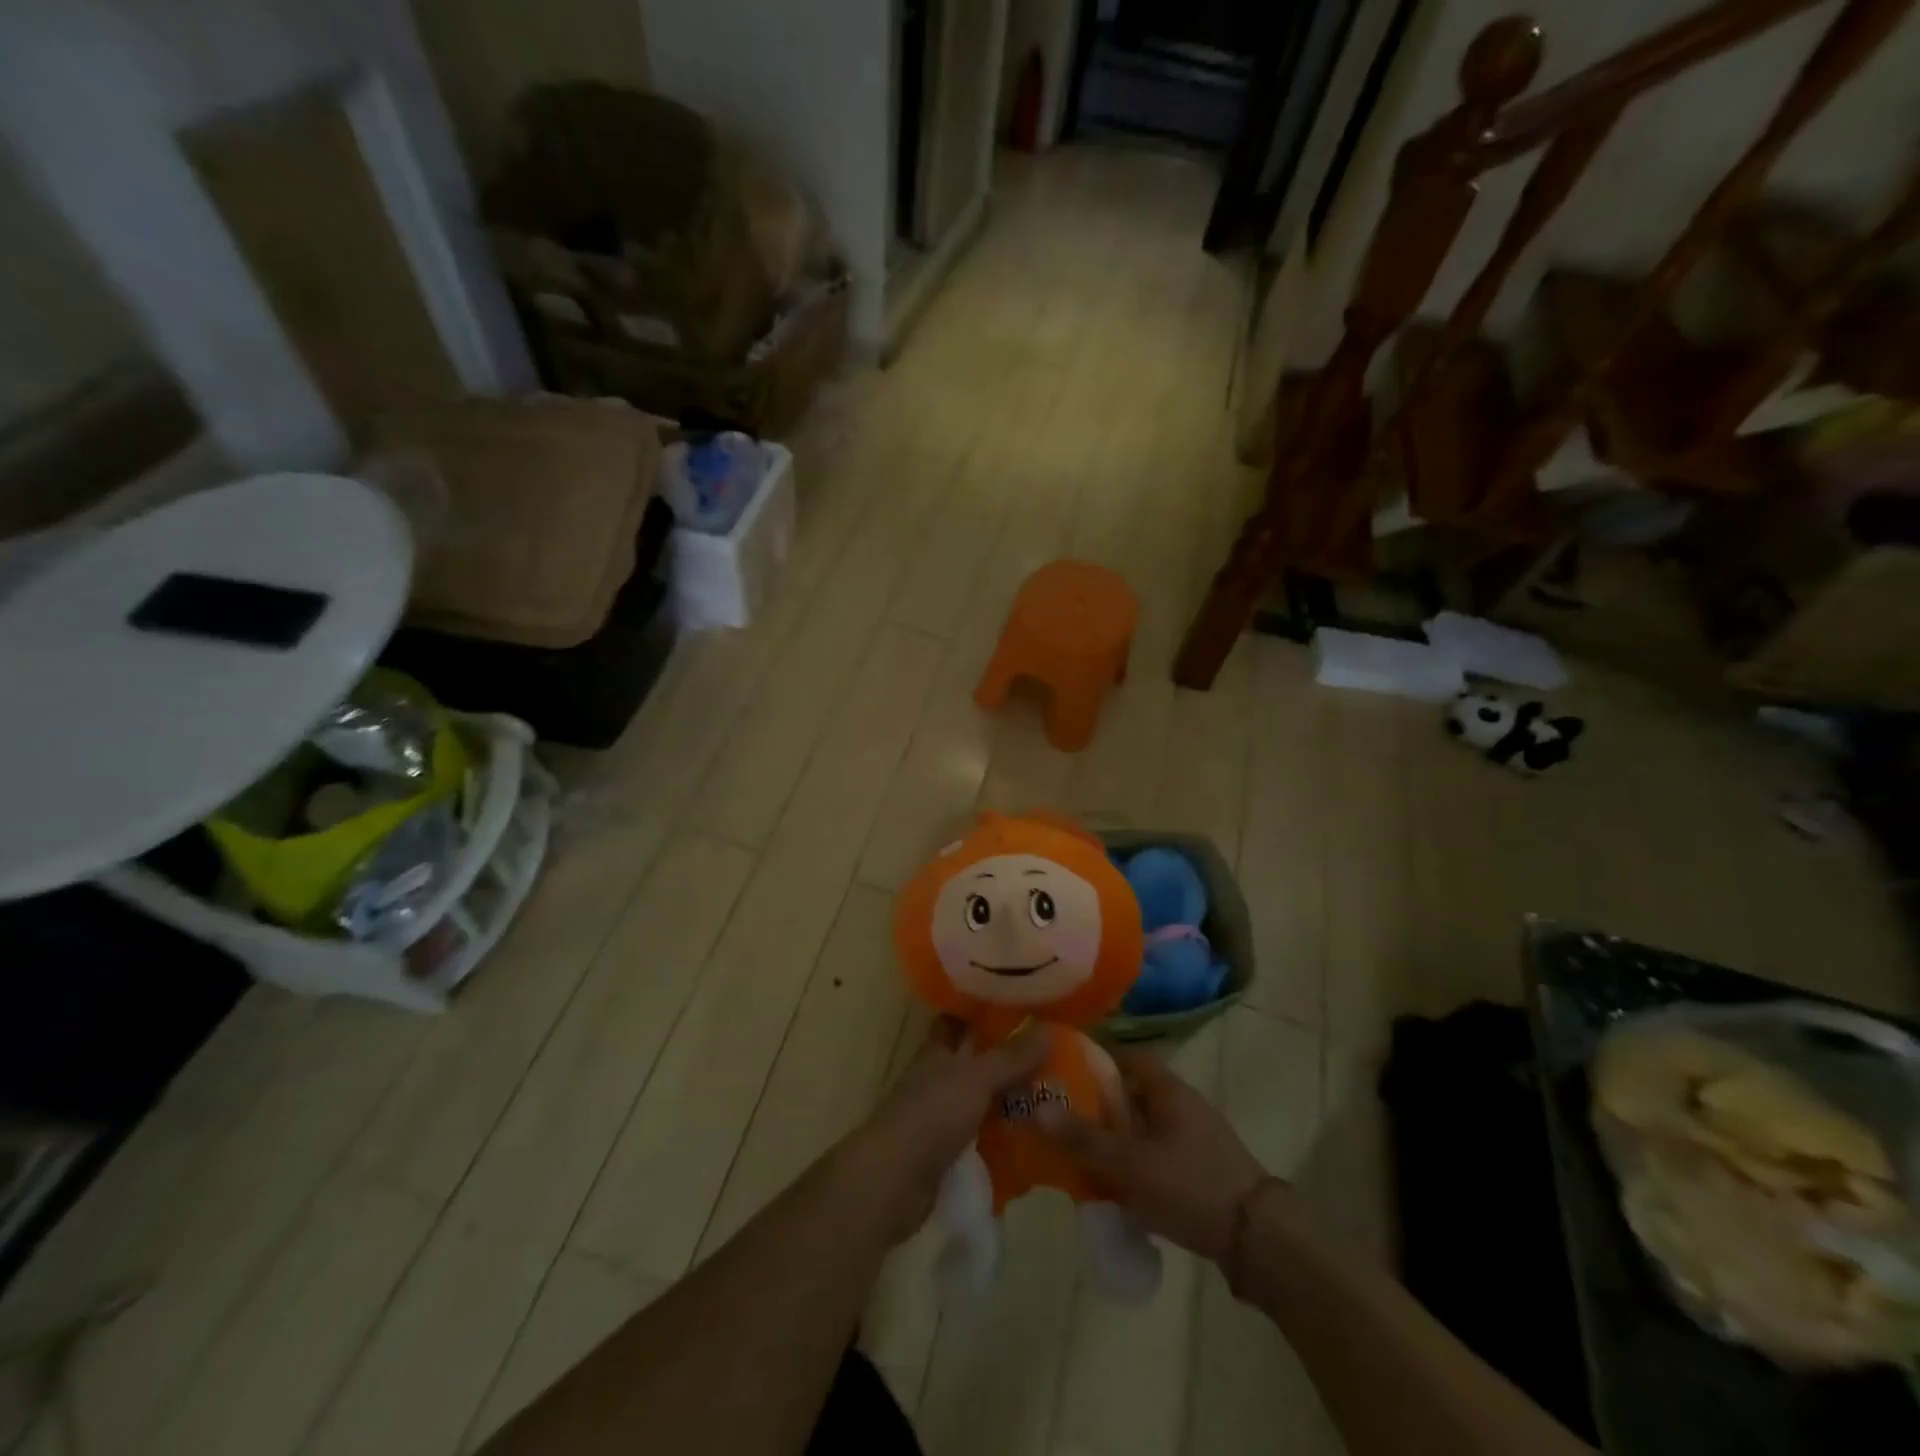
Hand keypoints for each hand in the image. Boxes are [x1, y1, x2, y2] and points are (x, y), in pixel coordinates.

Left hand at [851, 1017, 1049, 1241]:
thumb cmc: (932, 1114)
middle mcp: (938, 1078)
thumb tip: (1050, 1026)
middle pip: (975, 1062)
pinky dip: (1005, 1137)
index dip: (982, 1011)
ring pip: (982, 1100)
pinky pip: (983, 1136)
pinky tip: (1036, 1139)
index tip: (1018, 1005)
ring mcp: (942, 1116)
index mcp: (937, 1051)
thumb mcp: (976, 1078)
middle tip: (1052, 1054)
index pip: (957, 1020)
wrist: (895, 1181)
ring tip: (1054, 1096)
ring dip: (1011, 1100)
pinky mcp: (948, 1152)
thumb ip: (1012, 1056)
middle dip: (1008, 1058)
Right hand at [1036, 1048, 1274, 1263]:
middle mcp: (1179, 1104)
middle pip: (1129, 1092)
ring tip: (1075, 1152)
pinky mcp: (1196, 1168)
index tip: (1060, 1068)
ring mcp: (1191, 1137)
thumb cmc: (1191, 1186)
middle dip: (1094, 1103)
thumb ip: (1084, 1139)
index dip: (1093, 1058)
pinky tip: (1109, 1184)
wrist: (1259, 1241)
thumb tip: (1037, 1109)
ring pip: (1139, 1126)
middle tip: (1058, 1116)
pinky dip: (1129, 1161)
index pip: (1125, 1056)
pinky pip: (1151, 1153)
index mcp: (1167, 1088)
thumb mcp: (1131, 1164)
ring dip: (1111, 1136)